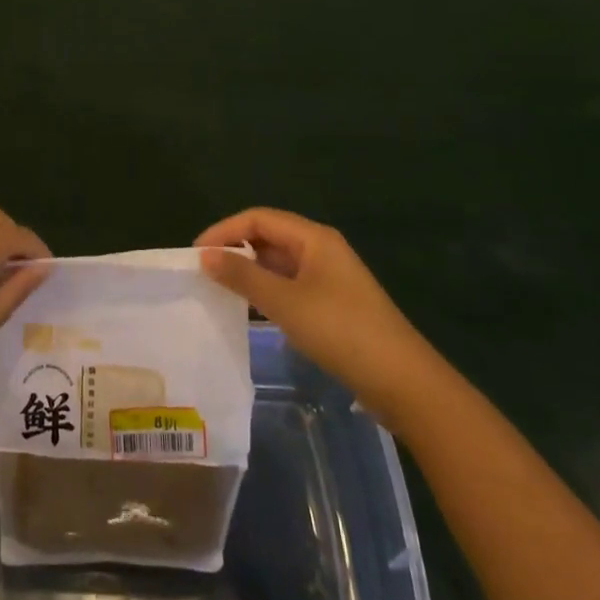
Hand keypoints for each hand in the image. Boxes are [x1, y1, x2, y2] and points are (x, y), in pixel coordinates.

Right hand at [196, 207, 438, 417]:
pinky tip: (252, 309)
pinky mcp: (333, 304)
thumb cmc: (341, 330)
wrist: (403, 381)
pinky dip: (267, 290)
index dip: (224, 230)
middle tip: (204, 272)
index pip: (258, 218)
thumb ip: (243, 276)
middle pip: (269, 236)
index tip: (196, 254)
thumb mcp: (285, 302)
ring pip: (279, 263)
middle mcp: (321, 249)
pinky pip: (290, 285)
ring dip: (250, 271)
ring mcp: (329, 277)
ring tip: (220, 289)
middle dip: (235, 249)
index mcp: (313, 237)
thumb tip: (205, 255)